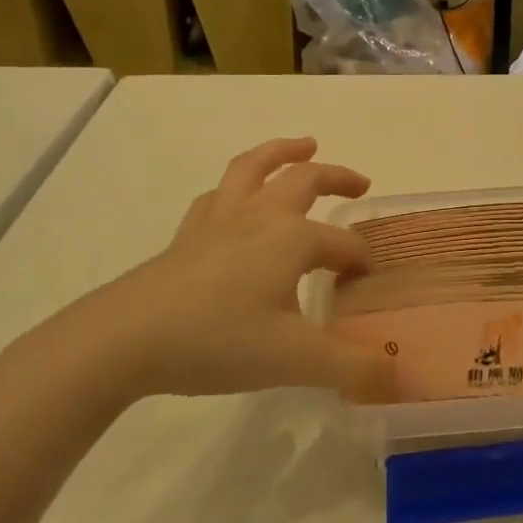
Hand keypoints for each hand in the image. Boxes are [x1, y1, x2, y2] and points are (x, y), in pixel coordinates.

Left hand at [8, 138, 393, 404]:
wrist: (124, 339)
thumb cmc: (218, 341)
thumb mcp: (296, 361)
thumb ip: (353, 368)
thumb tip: (398, 376)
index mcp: (292, 239)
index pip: (343, 245)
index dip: (361, 263)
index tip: (366, 288)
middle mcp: (259, 217)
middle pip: (305, 180)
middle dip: (337, 178)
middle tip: (361, 185)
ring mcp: (218, 221)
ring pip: (254, 168)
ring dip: (282, 153)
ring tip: (303, 146)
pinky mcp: (186, 236)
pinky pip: (217, 196)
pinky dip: (236, 188)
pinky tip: (237, 200)